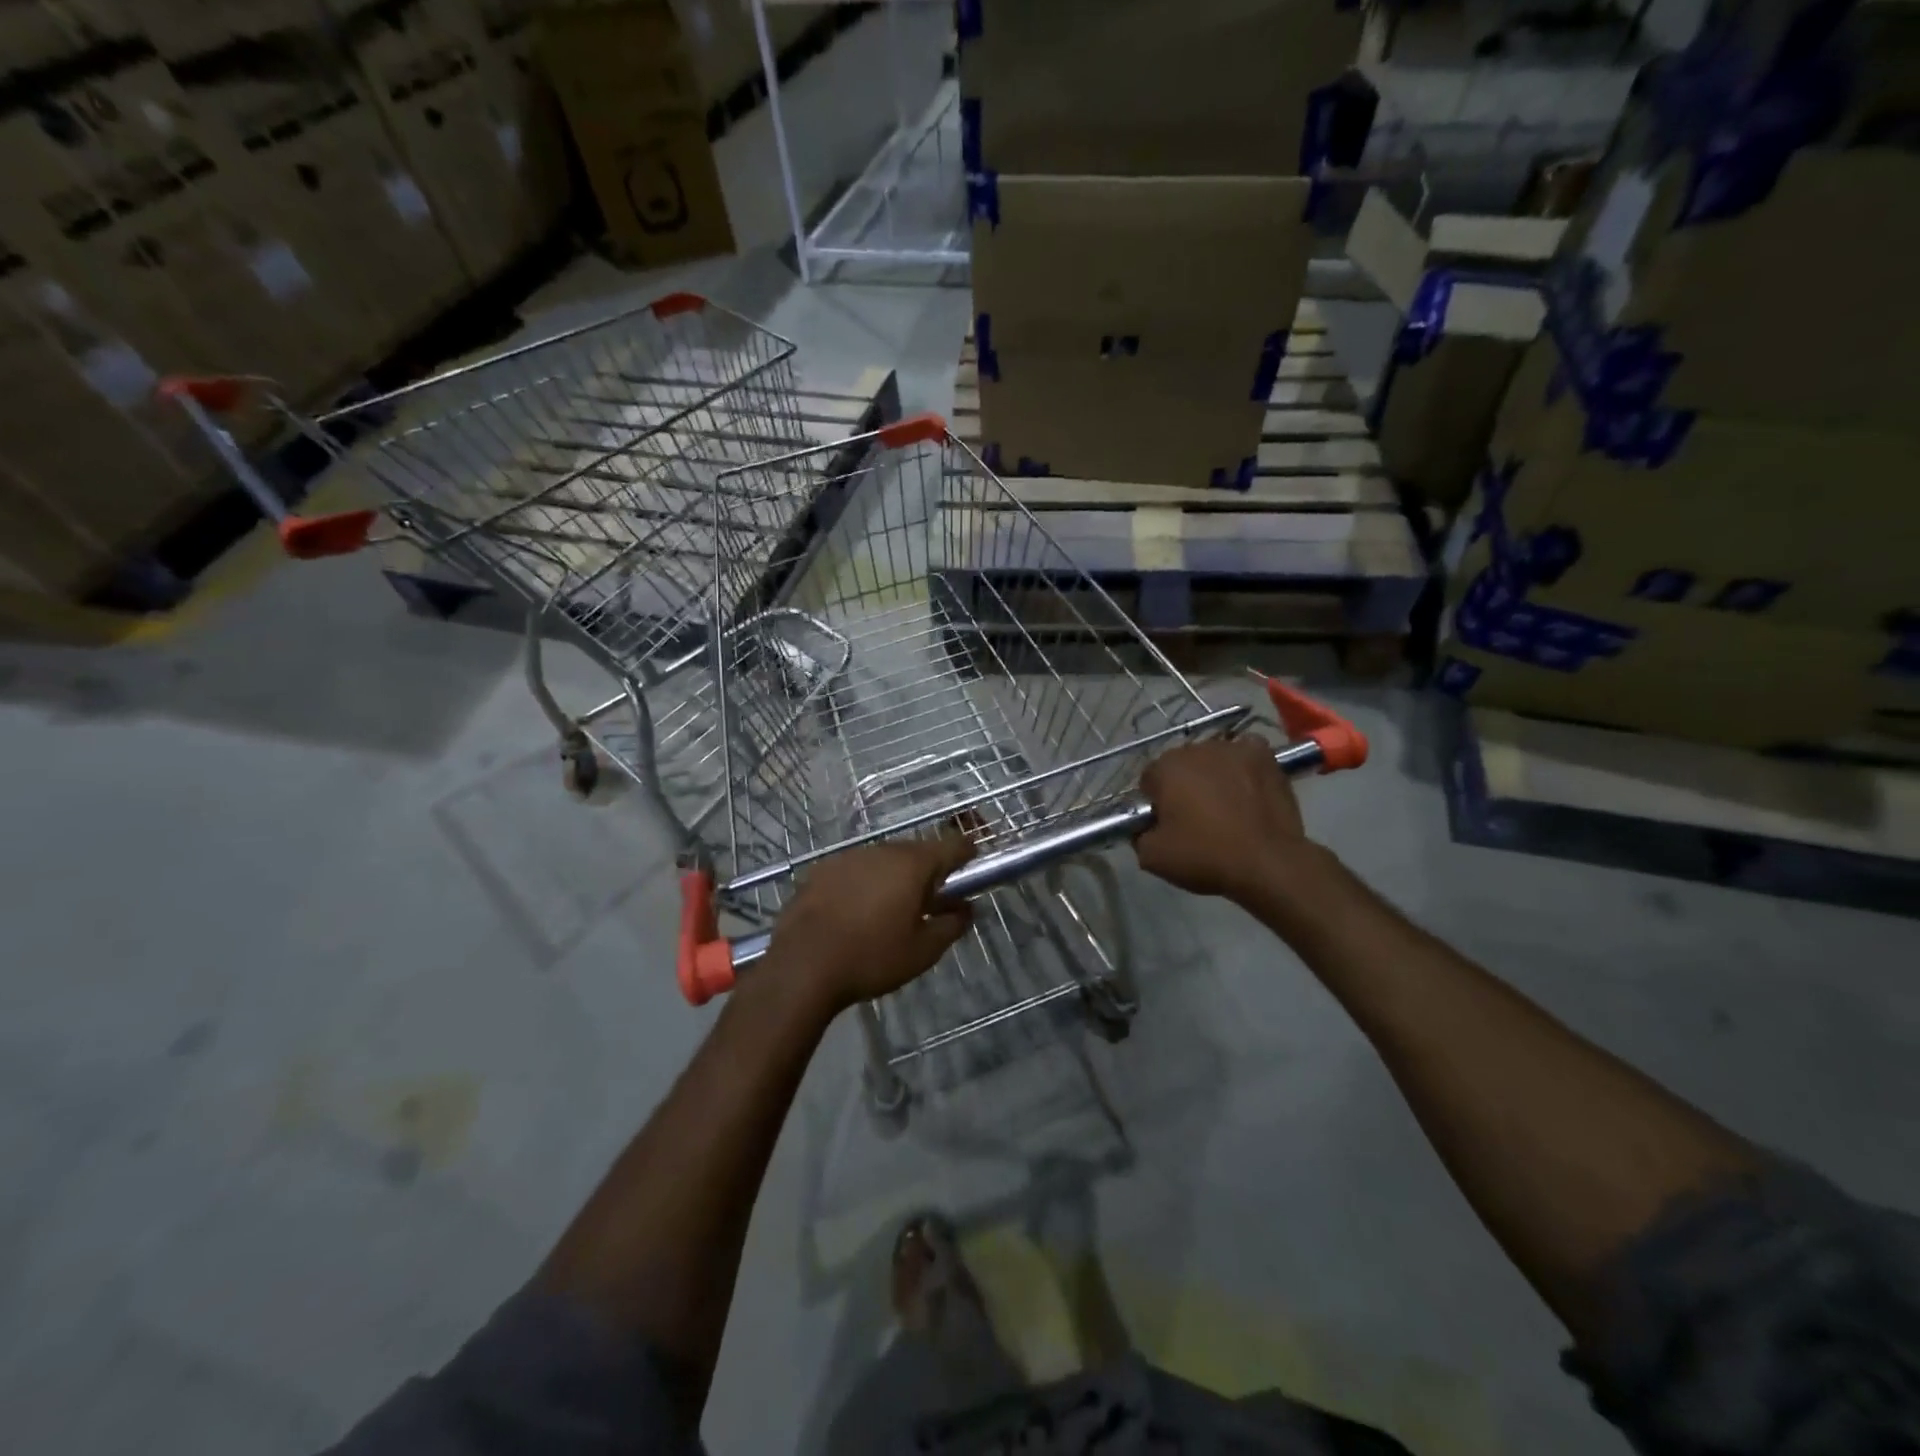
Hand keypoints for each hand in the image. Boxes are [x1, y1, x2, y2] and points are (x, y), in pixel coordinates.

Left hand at [766, 833, 974, 1011]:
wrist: (802, 966)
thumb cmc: (872, 957)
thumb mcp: (923, 950)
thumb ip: (951, 926)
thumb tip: (966, 910)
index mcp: (912, 865)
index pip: (951, 846)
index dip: (966, 852)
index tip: (973, 861)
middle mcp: (881, 851)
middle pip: (915, 852)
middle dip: (927, 871)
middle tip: (932, 899)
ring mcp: (847, 858)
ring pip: (882, 861)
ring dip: (893, 877)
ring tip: (892, 908)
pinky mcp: (820, 871)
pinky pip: (854, 871)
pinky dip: (864, 884)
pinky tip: (857, 911)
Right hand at [1135, 736, 1307, 901]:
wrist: (1268, 863)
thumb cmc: (1206, 857)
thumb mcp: (1152, 857)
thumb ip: (1138, 834)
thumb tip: (1144, 826)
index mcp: (1166, 767)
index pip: (1150, 780)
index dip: (1156, 804)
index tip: (1167, 825)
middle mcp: (1197, 748)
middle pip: (1181, 766)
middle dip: (1184, 786)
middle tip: (1195, 818)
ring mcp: (1234, 748)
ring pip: (1212, 759)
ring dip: (1212, 776)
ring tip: (1226, 807)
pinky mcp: (1265, 756)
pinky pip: (1245, 754)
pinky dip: (1242, 767)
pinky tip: (1247, 788)